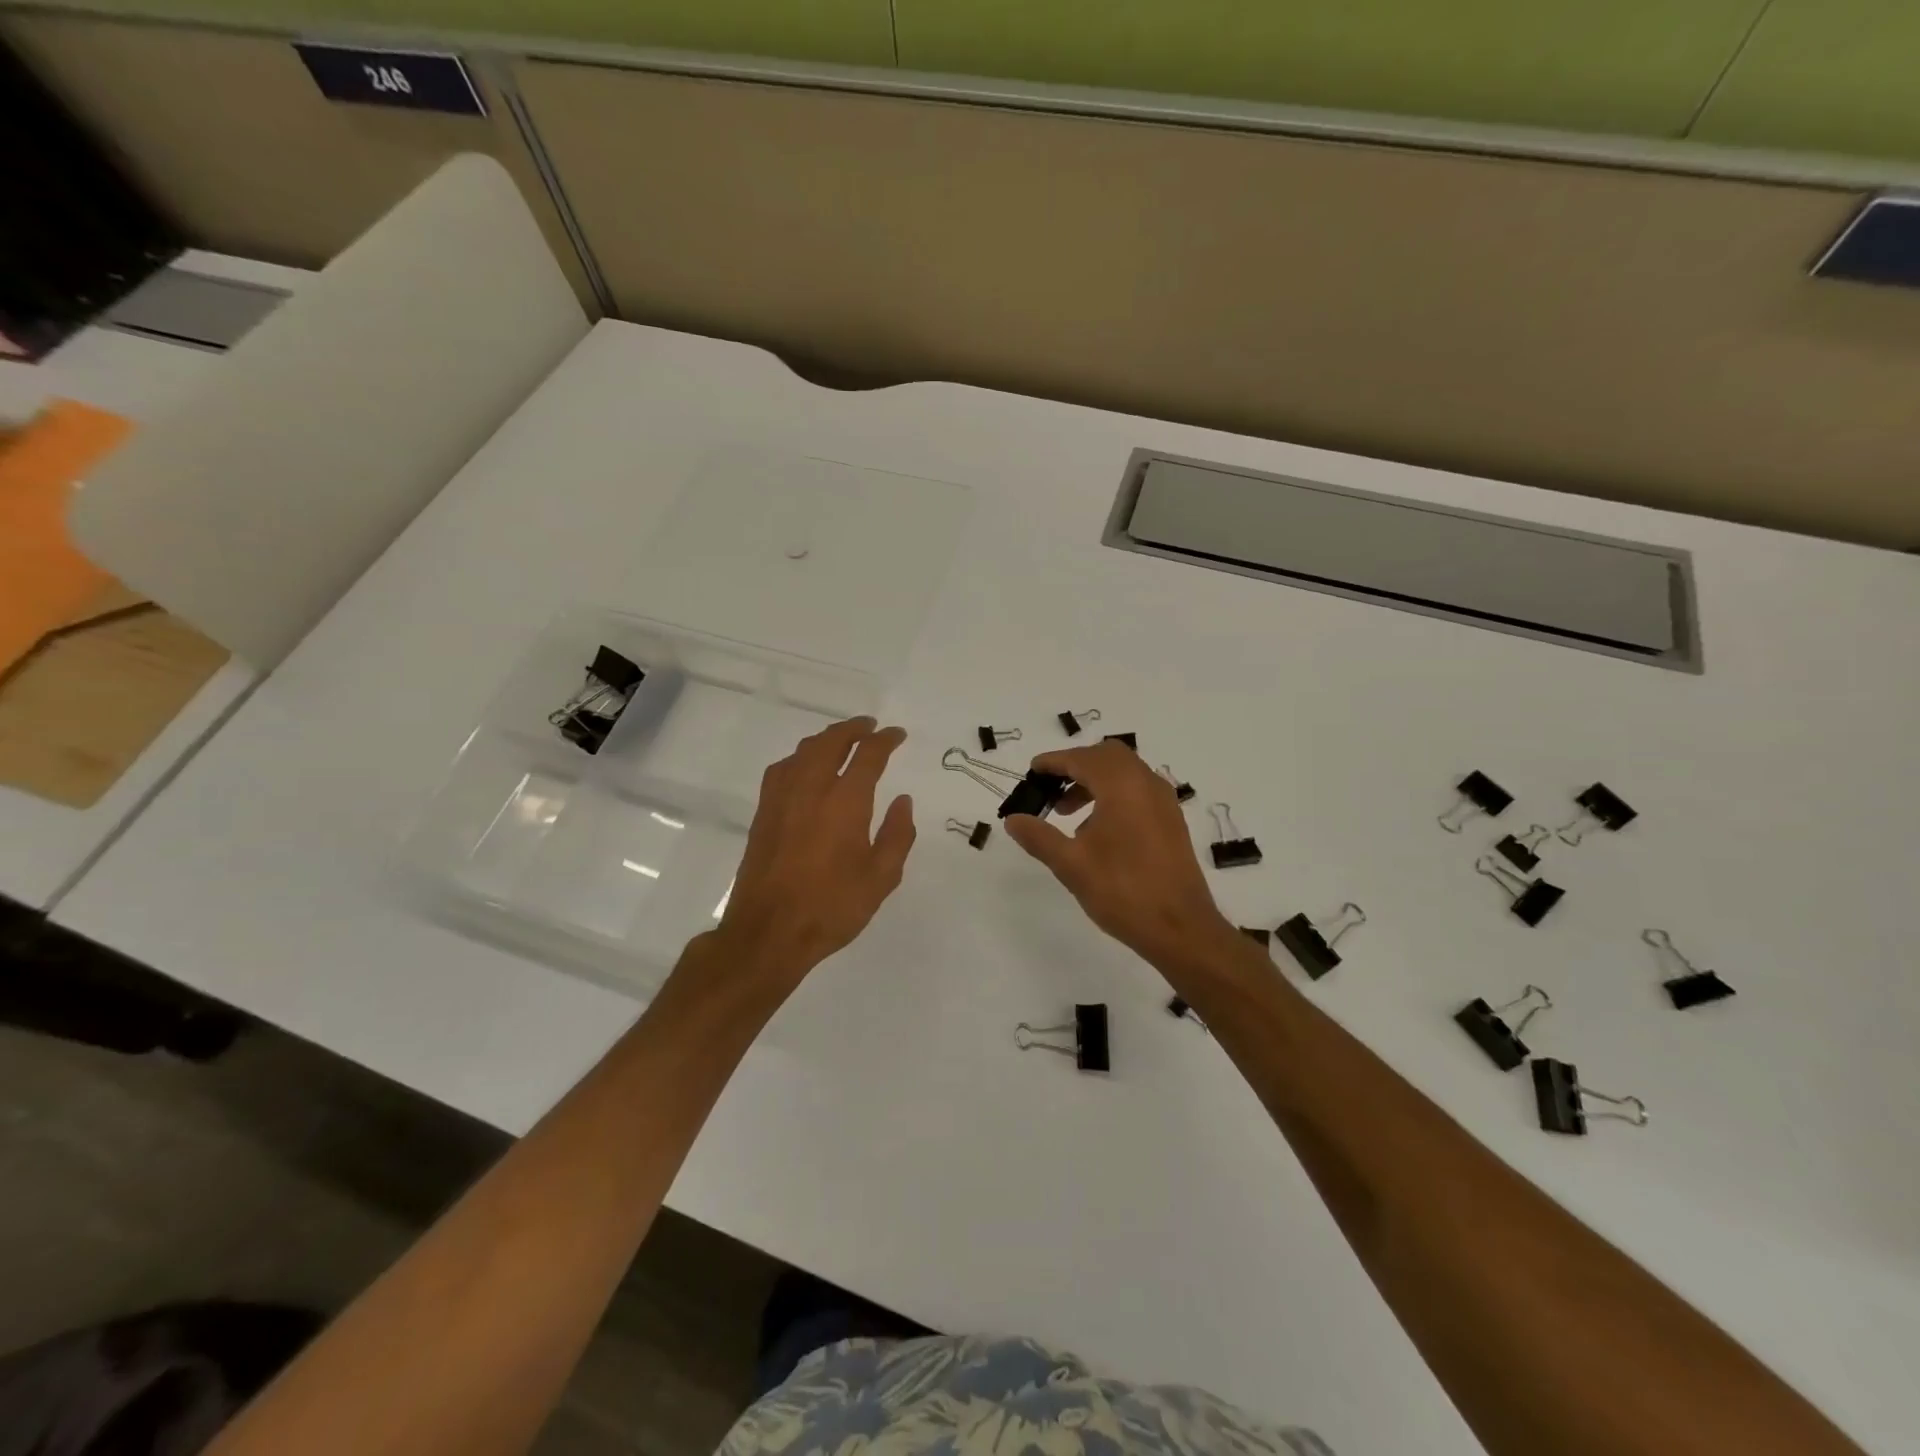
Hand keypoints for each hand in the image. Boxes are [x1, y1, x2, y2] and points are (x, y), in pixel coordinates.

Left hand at [708, 717, 915, 991]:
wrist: (768, 932)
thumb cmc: (832, 907)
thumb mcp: (881, 878)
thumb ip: (897, 835)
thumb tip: (903, 802)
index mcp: (845, 802)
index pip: (869, 755)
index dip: (885, 740)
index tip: (897, 735)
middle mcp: (811, 789)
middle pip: (831, 742)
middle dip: (853, 729)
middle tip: (869, 727)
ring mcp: (782, 799)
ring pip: (804, 751)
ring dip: (826, 739)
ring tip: (841, 741)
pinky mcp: (763, 813)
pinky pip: (782, 768)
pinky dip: (800, 757)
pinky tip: (804, 768)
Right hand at [1002, 741, 1235, 968]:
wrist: (1181, 928)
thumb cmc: (1122, 892)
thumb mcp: (1071, 865)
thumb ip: (1039, 837)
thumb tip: (1013, 819)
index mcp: (1122, 786)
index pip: (1081, 758)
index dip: (1053, 762)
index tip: (1032, 771)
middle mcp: (1147, 784)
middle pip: (1107, 756)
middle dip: (1076, 766)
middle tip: (1050, 789)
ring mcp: (1164, 802)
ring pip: (1125, 772)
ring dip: (1094, 781)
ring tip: (1067, 814)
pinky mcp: (1171, 821)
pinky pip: (1138, 791)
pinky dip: (1114, 794)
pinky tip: (1097, 830)